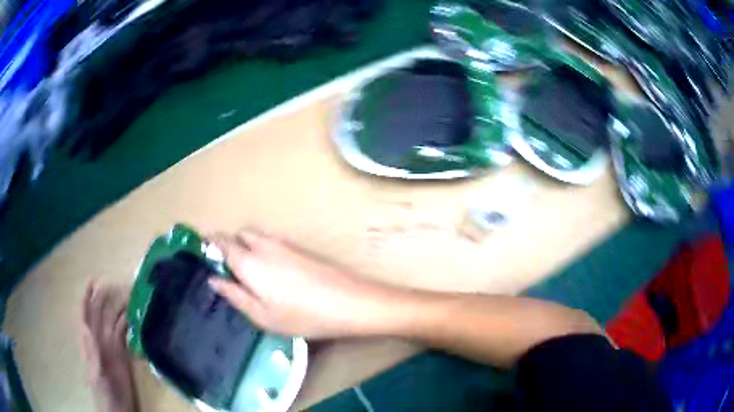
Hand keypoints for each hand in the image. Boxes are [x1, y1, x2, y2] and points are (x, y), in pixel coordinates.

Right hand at [208, 229, 394, 338]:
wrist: (349, 302)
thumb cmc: (302, 316)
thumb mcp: (262, 316)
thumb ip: (235, 295)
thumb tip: (214, 280)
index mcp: (249, 262)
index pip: (222, 242)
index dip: (210, 244)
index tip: (205, 253)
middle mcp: (265, 246)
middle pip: (240, 234)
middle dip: (230, 244)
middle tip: (231, 270)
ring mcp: (285, 244)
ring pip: (257, 236)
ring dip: (248, 246)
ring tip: (252, 275)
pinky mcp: (301, 248)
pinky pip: (273, 242)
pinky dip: (264, 249)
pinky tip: (275, 274)